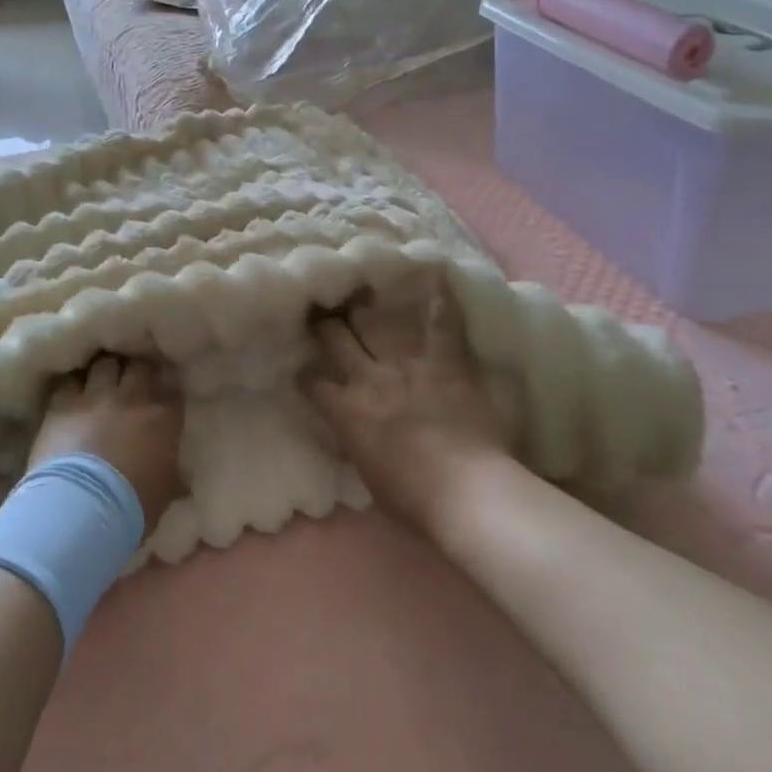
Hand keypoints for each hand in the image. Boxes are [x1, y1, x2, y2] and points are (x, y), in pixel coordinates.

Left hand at [29, 354, 184, 533]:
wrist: (83, 507)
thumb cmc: (132, 507)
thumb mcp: (165, 493)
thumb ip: (172, 476)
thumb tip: (181, 482)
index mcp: (164, 418)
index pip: (172, 385)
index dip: (167, 382)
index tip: (163, 386)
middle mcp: (132, 397)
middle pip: (138, 364)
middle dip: (136, 368)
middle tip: (131, 378)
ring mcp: (96, 396)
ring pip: (105, 363)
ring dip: (105, 370)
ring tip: (100, 379)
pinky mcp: (63, 403)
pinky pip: (70, 380)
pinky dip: (74, 383)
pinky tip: (73, 391)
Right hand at [301, 277, 512, 538]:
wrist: (466, 493)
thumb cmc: (414, 500)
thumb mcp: (368, 475)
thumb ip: (355, 443)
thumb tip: (349, 432)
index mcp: (346, 412)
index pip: (313, 384)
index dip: (307, 375)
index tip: (305, 370)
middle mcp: (368, 379)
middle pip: (336, 339)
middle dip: (325, 324)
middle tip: (322, 312)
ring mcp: (406, 365)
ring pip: (376, 323)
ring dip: (366, 305)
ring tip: (359, 288)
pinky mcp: (444, 362)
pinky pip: (440, 324)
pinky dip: (439, 299)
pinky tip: (435, 271)